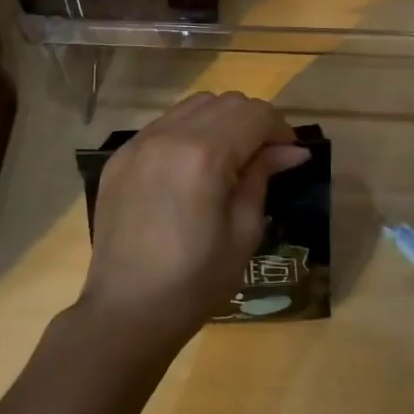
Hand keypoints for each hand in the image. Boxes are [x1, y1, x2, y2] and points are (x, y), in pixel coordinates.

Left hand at [81, 92, 308, 346]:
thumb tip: (292, 150)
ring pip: (193, 106)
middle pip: (225, 101)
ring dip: (220, 120)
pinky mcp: (120, 156)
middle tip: (263, 157)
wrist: (126, 312)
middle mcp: (169, 135)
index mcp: (204, 154)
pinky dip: (188, 131)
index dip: (280, 129)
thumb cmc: (195, 281)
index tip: (289, 155)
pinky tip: (192, 167)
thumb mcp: (243, 231)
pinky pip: (164, 124)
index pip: (254, 114)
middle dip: (252, 121)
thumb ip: (263, 177)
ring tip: (228, 158)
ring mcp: (139, 142)